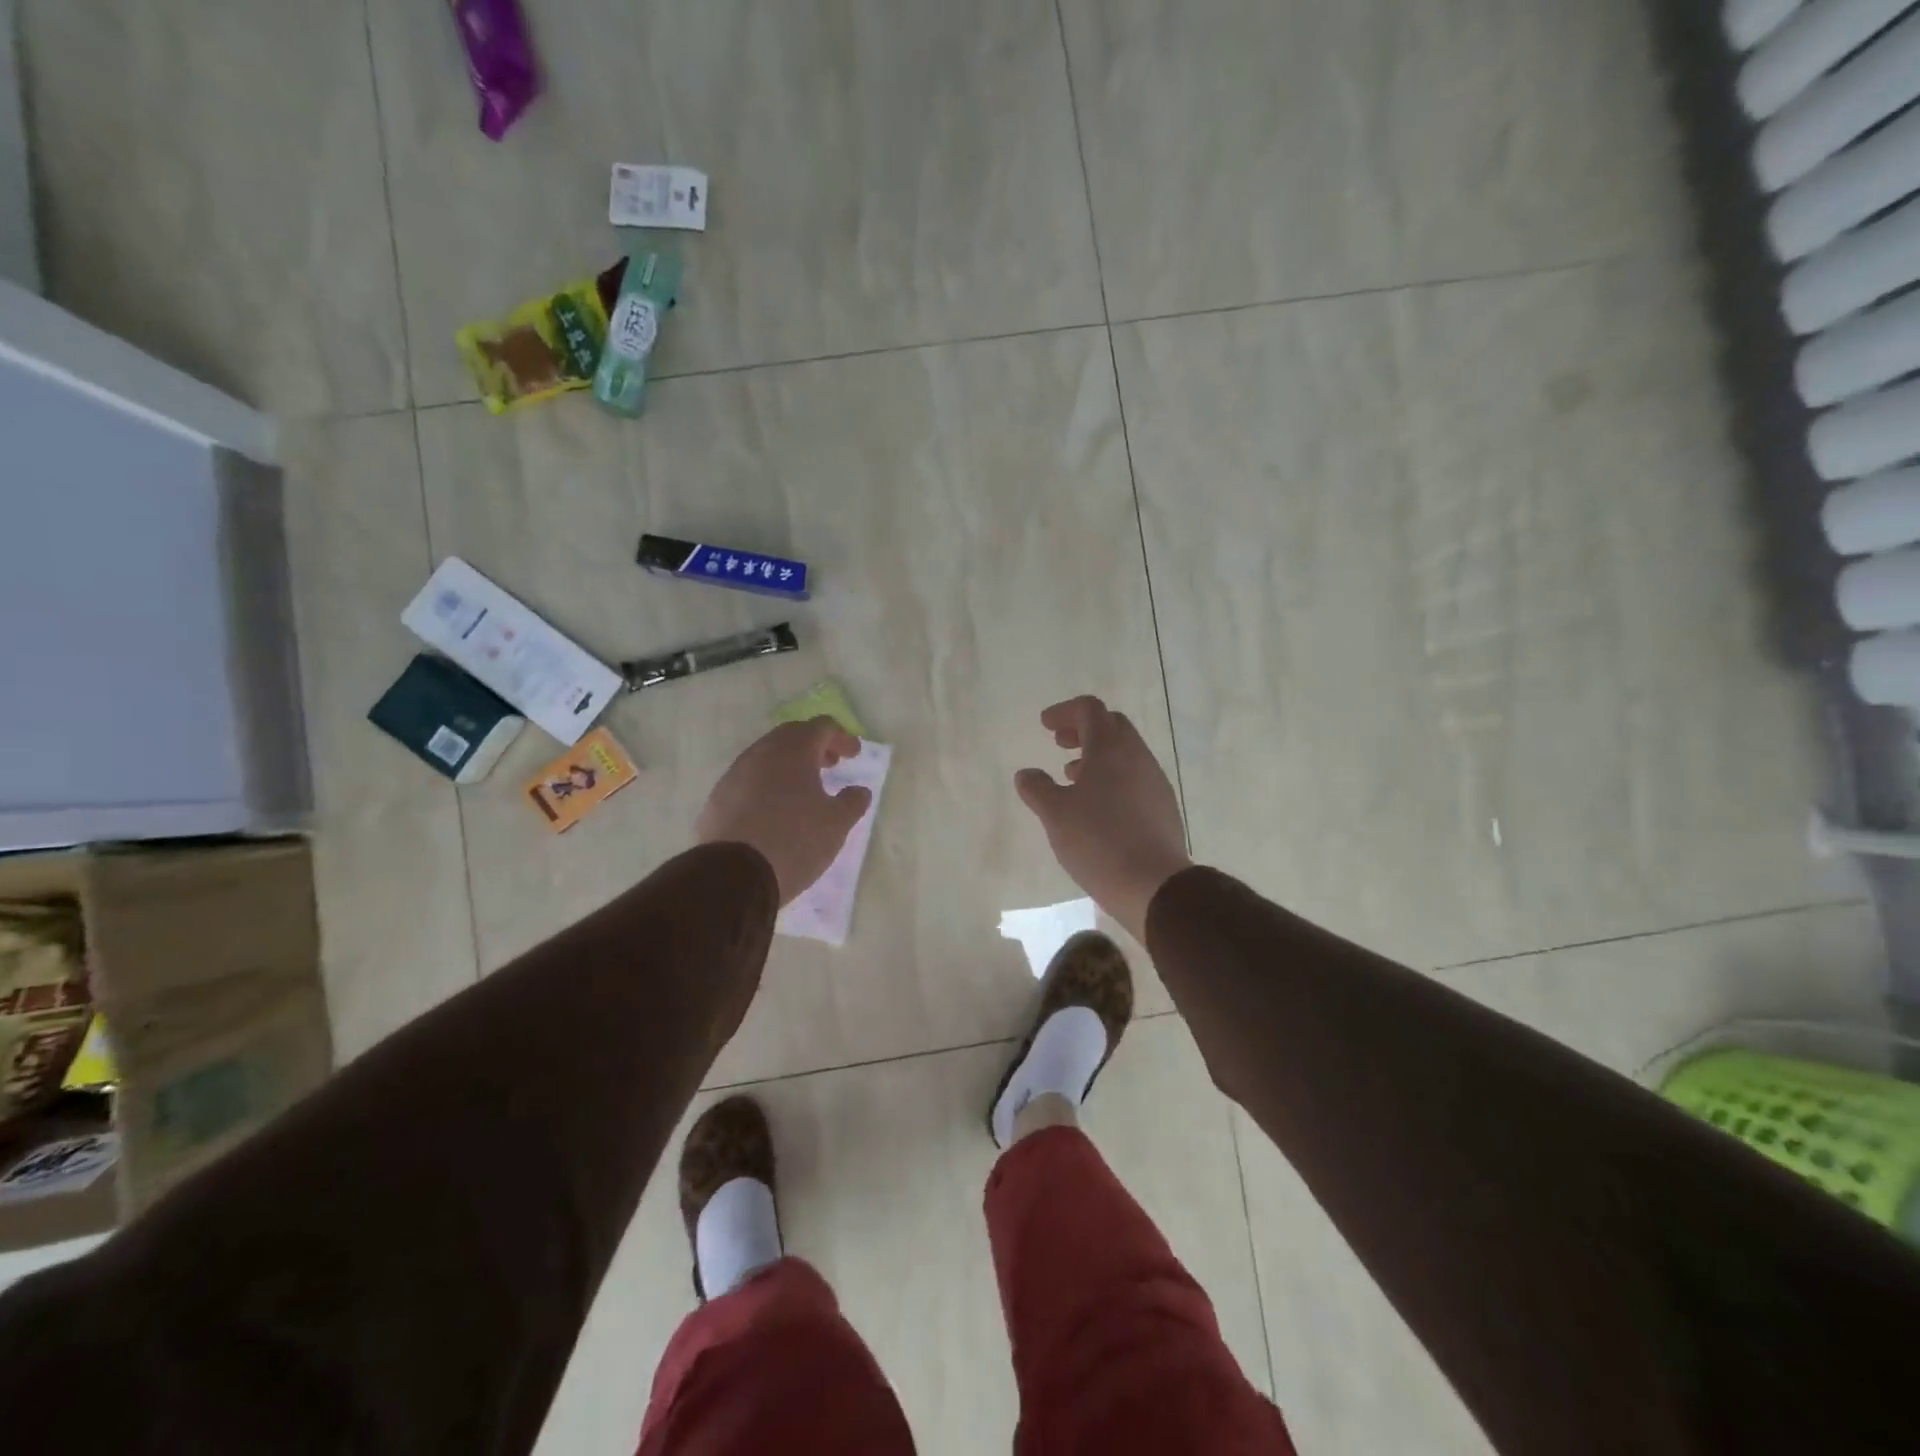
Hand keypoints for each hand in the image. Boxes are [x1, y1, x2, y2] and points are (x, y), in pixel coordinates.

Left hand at [697, 719, 872, 904]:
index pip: (821, 727)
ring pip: (767, 757)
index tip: (854, 754)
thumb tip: (859, 791)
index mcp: (793, 751)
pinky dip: (768, 783)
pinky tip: (775, 808)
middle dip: (814, 746)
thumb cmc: (794, 841)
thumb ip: (852, 802)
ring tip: (804, 788)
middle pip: (791, 736)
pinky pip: (749, 779)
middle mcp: (762, 753)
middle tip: (830, 764)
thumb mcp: (836, 825)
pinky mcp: (718, 797)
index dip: (841, 737)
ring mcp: (735, 774)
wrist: (733, 875)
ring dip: (789, 765)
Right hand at [1014, 696, 1191, 942]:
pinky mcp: (1163, 806)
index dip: (1065, 712)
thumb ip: (1037, 788)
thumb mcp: (1055, 814)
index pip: (1089, 709)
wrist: (1154, 884)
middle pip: (1111, 725)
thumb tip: (1026, 774)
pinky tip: (1098, 806)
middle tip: (1059, 744)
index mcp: (1109, 749)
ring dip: (1098, 755)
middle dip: (1083, 729)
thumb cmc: (1098, 841)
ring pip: (1125, 753)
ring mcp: (1155, 781)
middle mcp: (1137, 757)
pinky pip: (1135, 777)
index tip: (1045, 726)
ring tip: (1073, 776)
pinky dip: (1113, 777)